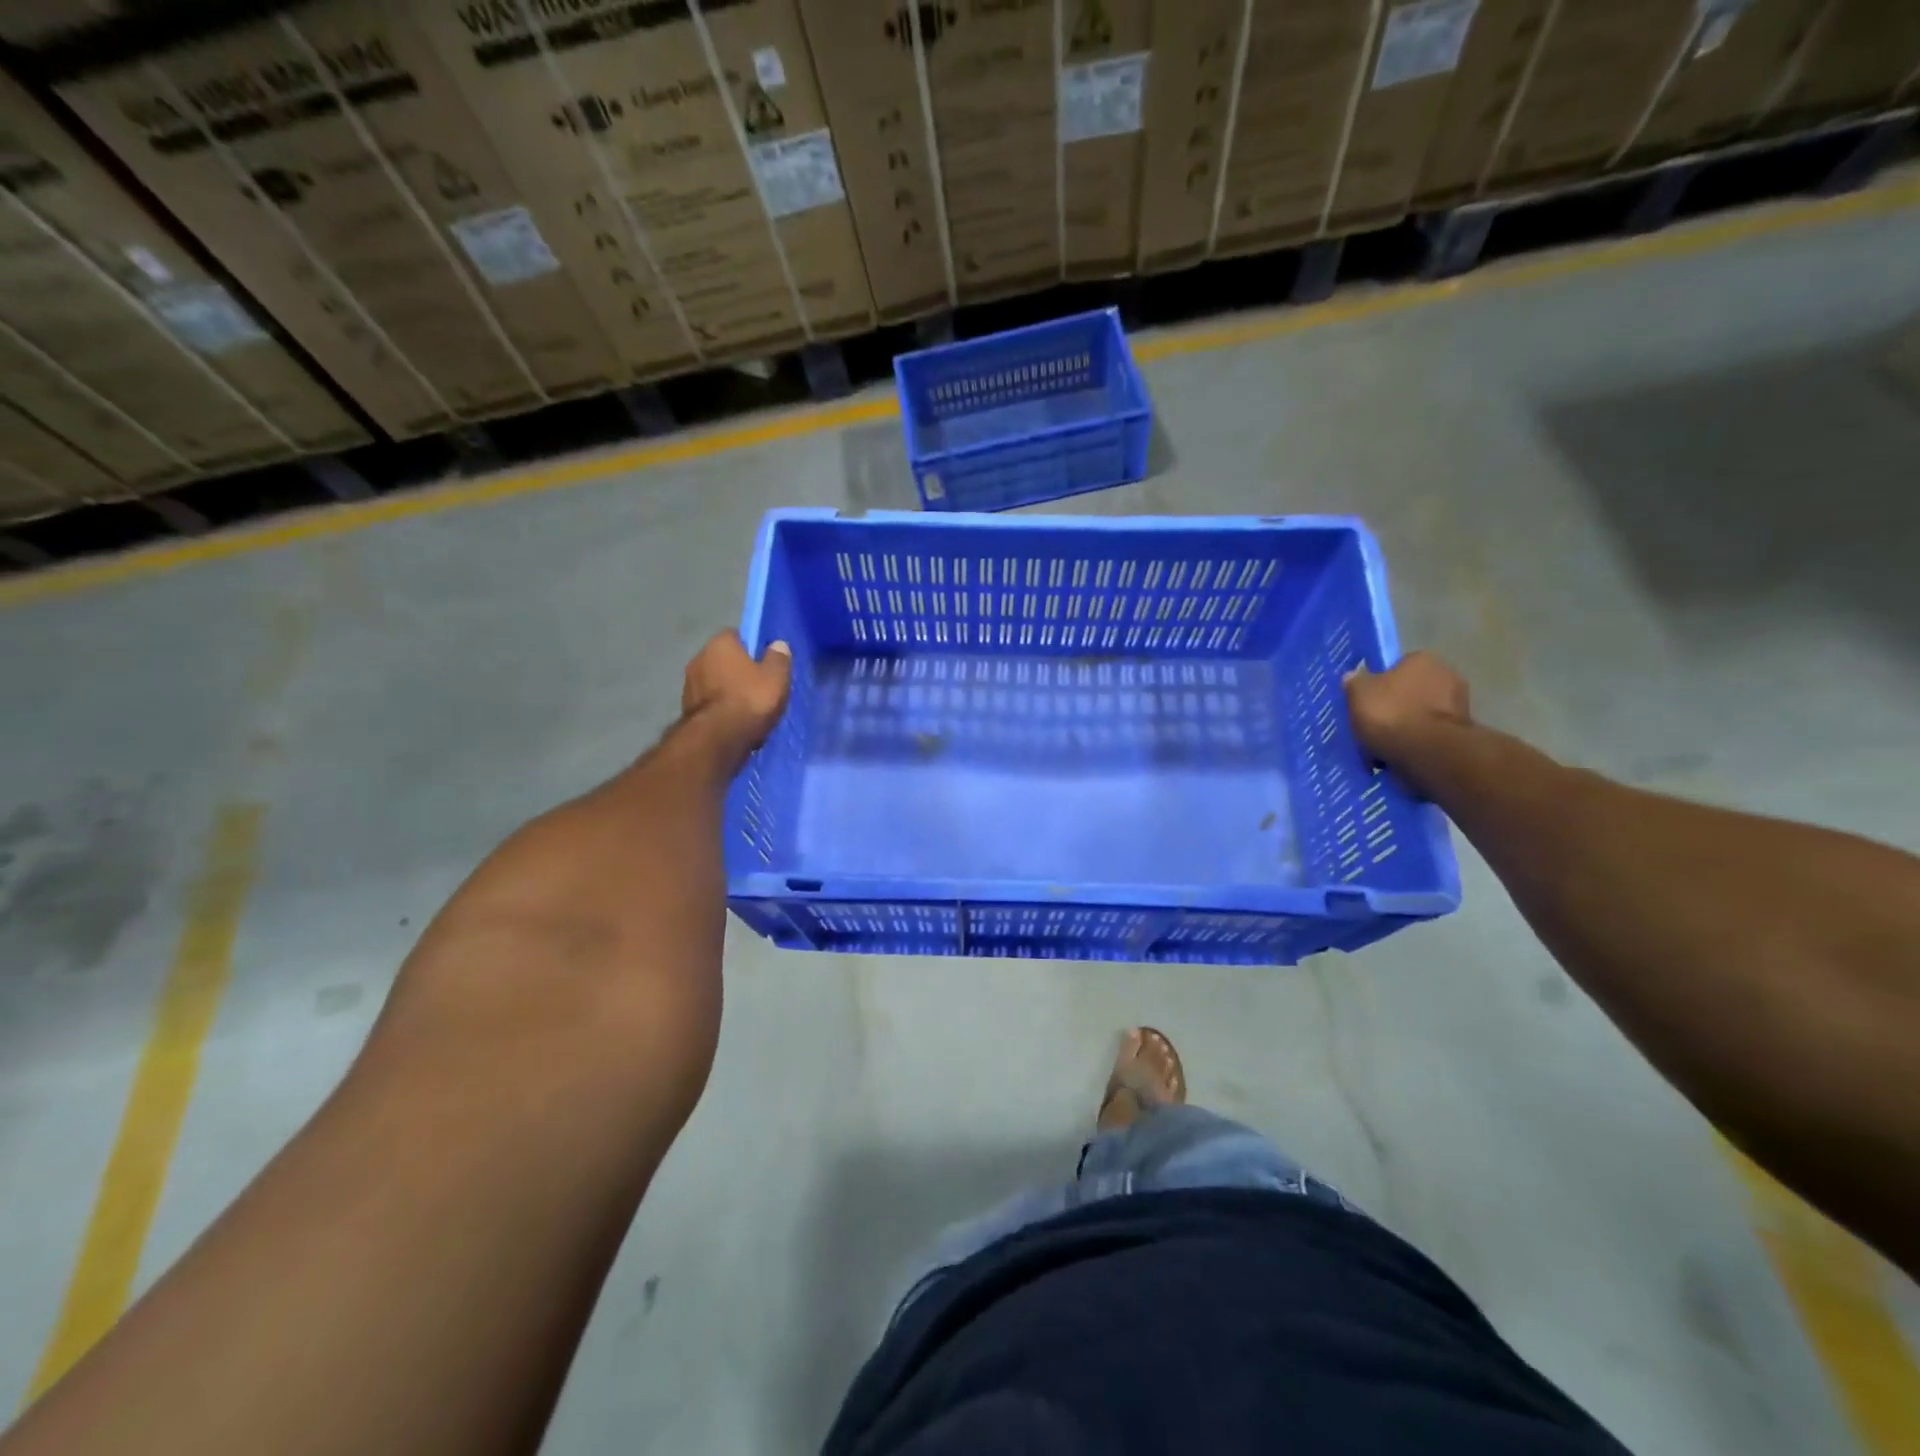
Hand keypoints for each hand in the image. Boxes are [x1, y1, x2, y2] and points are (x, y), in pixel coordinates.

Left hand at [682, 630, 791, 758]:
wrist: (717, 739)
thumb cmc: (750, 700)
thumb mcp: (776, 677)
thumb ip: (778, 658)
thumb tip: (778, 644)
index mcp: (719, 643)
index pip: (736, 636)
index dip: (751, 647)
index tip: (764, 662)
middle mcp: (698, 658)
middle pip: (722, 659)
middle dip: (736, 669)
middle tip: (757, 685)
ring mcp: (688, 684)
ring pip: (713, 682)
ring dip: (726, 690)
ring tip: (746, 707)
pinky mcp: (685, 709)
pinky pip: (708, 703)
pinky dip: (718, 709)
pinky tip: (733, 721)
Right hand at [1344, 652, 1470, 766]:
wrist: (1428, 752)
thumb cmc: (1391, 713)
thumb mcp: (1358, 693)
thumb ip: (1355, 682)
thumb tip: (1354, 676)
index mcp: (1422, 659)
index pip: (1398, 666)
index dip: (1381, 683)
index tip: (1369, 700)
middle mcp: (1447, 674)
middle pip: (1413, 689)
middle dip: (1397, 704)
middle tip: (1375, 722)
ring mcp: (1459, 704)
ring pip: (1422, 713)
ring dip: (1408, 725)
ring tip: (1384, 743)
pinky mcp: (1462, 732)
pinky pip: (1430, 734)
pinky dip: (1417, 742)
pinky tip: (1400, 754)